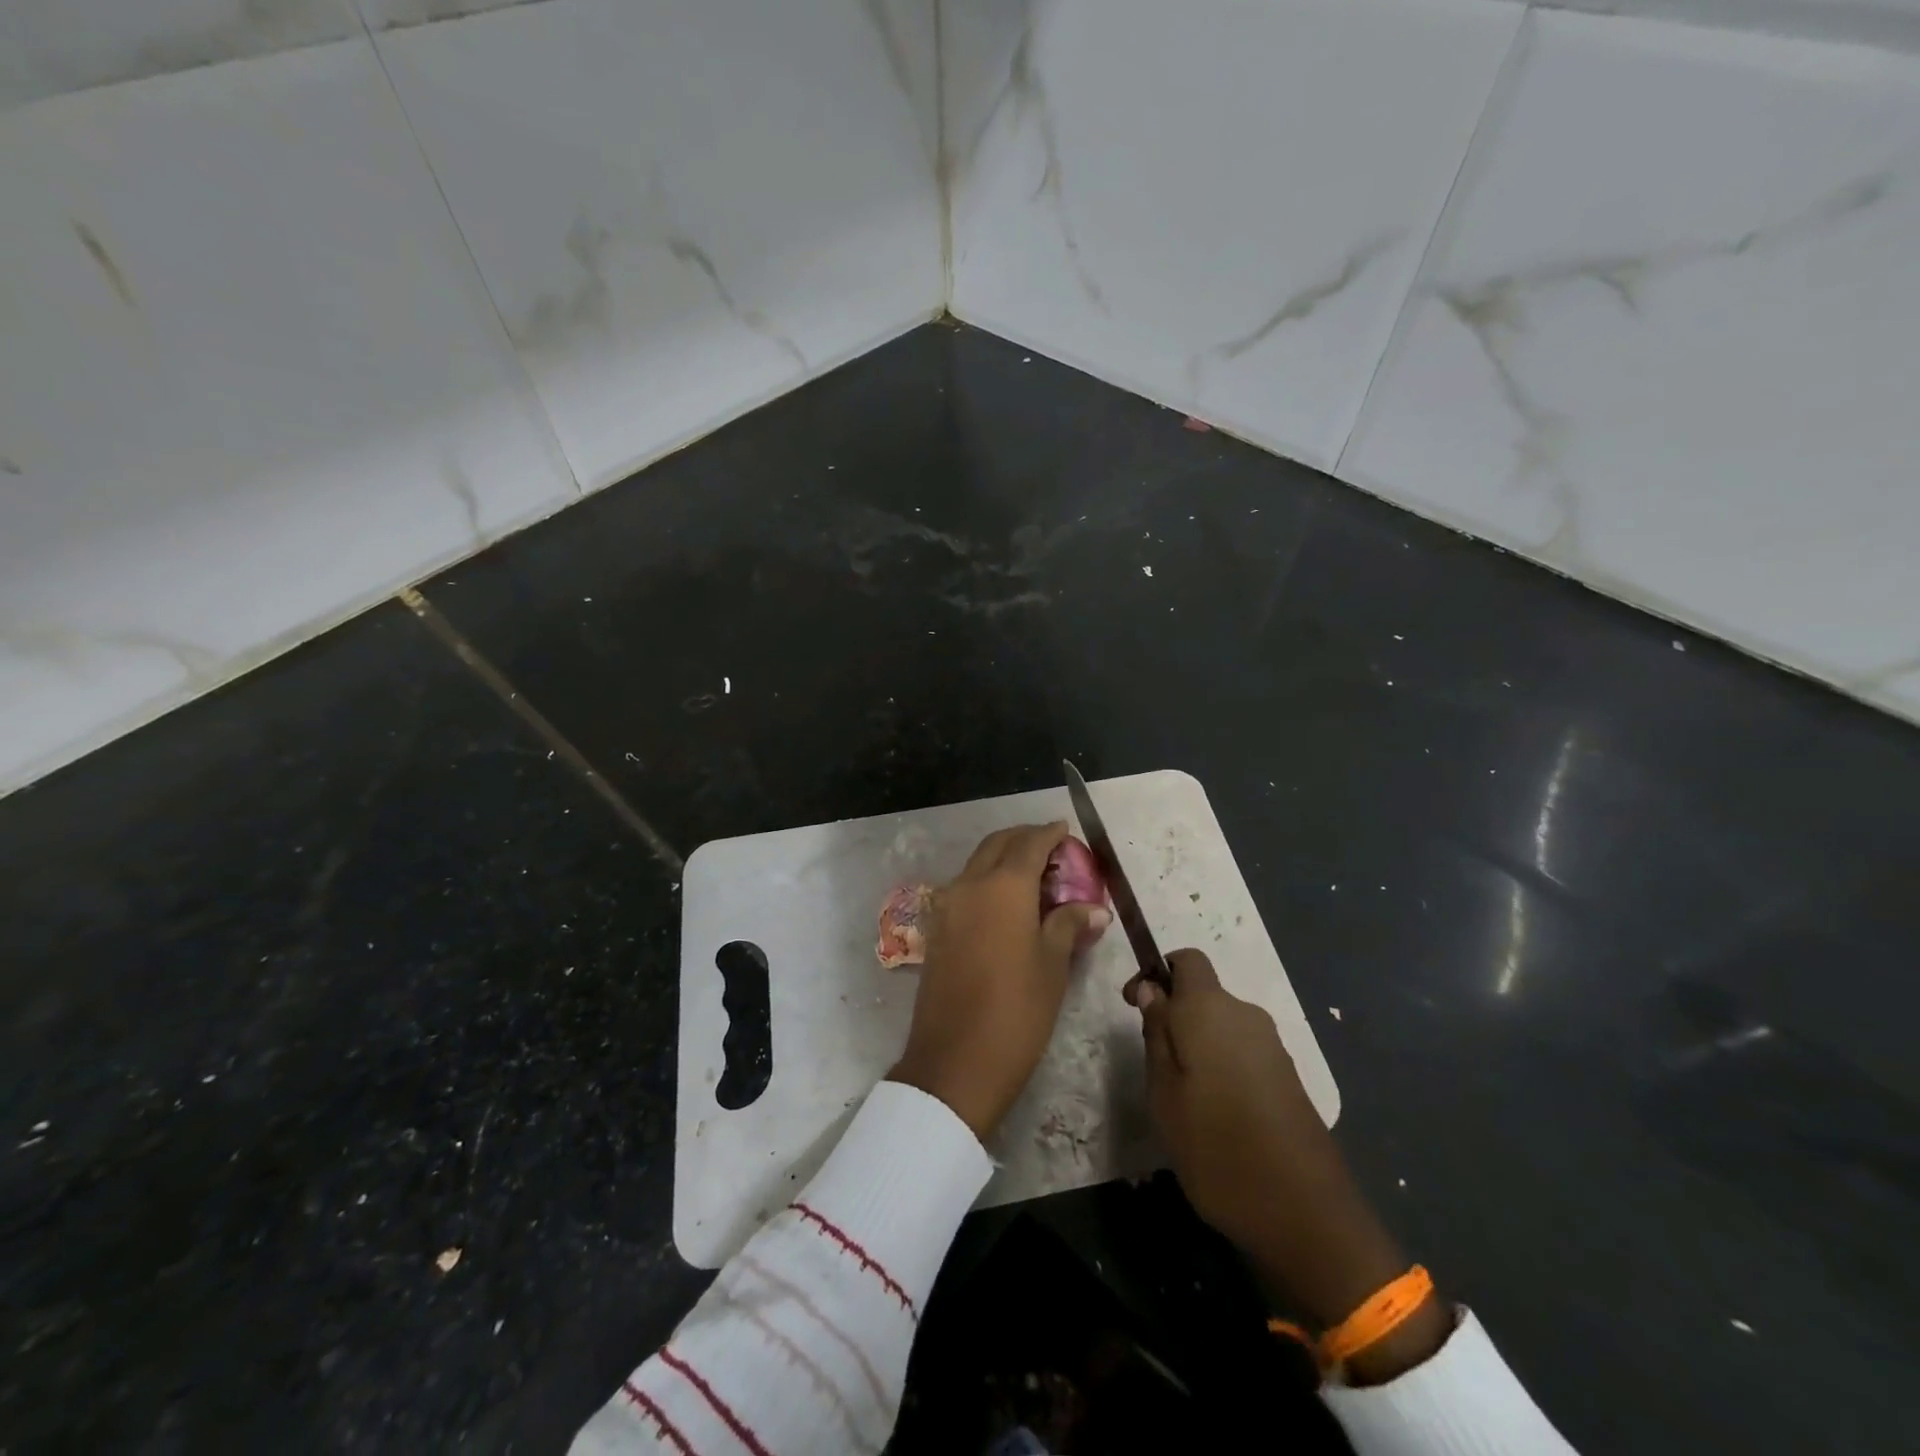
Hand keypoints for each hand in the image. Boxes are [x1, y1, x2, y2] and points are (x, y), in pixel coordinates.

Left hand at [889, 823, 1109, 1140]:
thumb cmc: (1017, 1010)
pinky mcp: (938, 929)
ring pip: (978, 864)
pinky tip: (1009, 904)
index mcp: (1003, 886)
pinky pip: (966, 887)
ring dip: (1004, 859)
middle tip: (1052, 849)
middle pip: (998, 845)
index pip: (1029, 844)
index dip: (1050, 834)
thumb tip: (1094, 907)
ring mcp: (948, 906)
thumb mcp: (1053, 965)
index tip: (1066, 830)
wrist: (955, 1061)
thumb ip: (1069, 924)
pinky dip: (988, 881)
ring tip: (1035, 876)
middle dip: (1024, 839)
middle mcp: (970, 884)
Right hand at [1127, 949, 1449, 1382]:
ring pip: (1223, 1025)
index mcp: (1211, 1009)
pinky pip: (1243, 1051)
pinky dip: (1223, 1064)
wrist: (1305, 1213)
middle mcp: (1246, 1015)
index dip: (1157, 973)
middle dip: (1175, 1016)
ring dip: (1198, 1044)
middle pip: (1204, 994)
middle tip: (1154, 1065)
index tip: (1136, 1007)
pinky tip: (1216, 1111)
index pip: (1186, 959)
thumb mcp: (1164, 1093)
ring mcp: (1273, 1046)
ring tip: (1182, 1095)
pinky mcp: (1288, 1076)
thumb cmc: (1217, 1147)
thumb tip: (1153, 990)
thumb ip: (1157, 1033)